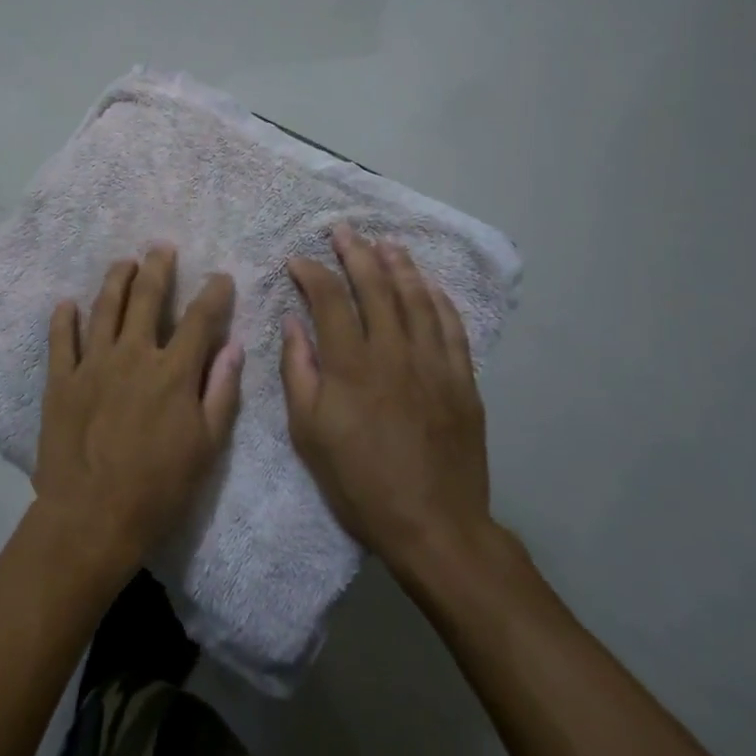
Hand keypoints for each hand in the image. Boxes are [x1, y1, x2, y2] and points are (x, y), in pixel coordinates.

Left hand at [34, 246, 244, 582]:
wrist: (91, 517)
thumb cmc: (158, 489)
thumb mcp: (206, 447)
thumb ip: (221, 391)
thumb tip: (234, 346)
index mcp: (173, 372)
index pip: (199, 319)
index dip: (213, 293)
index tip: (220, 277)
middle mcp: (133, 355)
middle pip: (146, 299)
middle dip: (157, 269)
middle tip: (161, 247)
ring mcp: (92, 365)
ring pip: (104, 308)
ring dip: (115, 280)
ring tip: (123, 261)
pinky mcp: (61, 380)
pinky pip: (61, 340)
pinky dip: (64, 318)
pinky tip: (67, 303)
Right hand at [281, 226, 492, 567]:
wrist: (433, 525)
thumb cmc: (358, 482)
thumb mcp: (308, 433)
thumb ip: (298, 371)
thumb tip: (293, 323)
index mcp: (351, 365)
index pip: (330, 299)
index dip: (312, 272)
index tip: (297, 260)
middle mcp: (394, 352)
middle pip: (376, 287)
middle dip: (356, 253)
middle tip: (343, 230)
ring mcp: (434, 363)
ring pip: (417, 298)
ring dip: (399, 266)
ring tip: (386, 243)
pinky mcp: (462, 380)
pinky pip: (451, 327)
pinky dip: (438, 299)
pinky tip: (429, 285)